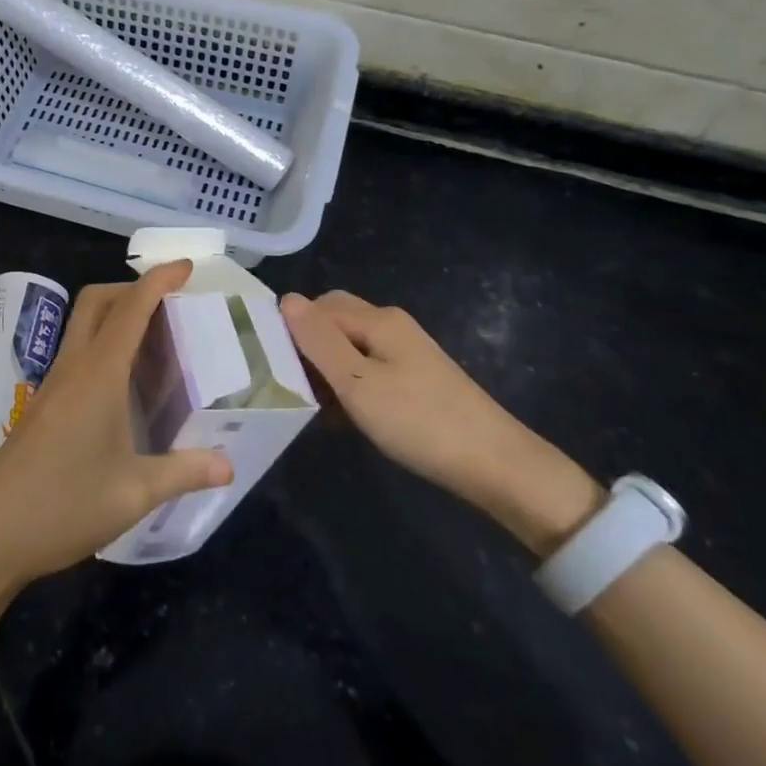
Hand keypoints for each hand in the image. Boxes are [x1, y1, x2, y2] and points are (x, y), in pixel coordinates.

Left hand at [0, 261, 233, 591]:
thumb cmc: (64, 506)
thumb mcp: (134, 493)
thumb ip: (183, 472)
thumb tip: (228, 467)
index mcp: (99, 374)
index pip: (131, 308)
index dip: (159, 280)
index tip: (186, 266)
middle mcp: (73, 367)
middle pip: (97, 301)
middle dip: (132, 288)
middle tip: (169, 305)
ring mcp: (52, 384)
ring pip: (82, 324)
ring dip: (114, 314)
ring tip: (153, 340)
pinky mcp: (42, 404)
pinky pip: (75, 352)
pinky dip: (102, 343)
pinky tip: (122, 384)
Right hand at [280, 291, 601, 554]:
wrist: (495, 465)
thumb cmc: (419, 422)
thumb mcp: (358, 383)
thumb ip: (318, 341)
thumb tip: (286, 299)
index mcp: (377, 319)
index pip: (316, 307)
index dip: (290, 331)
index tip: (270, 367)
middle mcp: (391, 325)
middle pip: (333, 321)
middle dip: (307, 346)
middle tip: (288, 384)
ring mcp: (406, 351)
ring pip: (348, 346)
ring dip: (326, 369)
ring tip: (311, 405)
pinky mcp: (414, 377)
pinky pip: (367, 367)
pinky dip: (348, 384)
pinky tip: (341, 415)